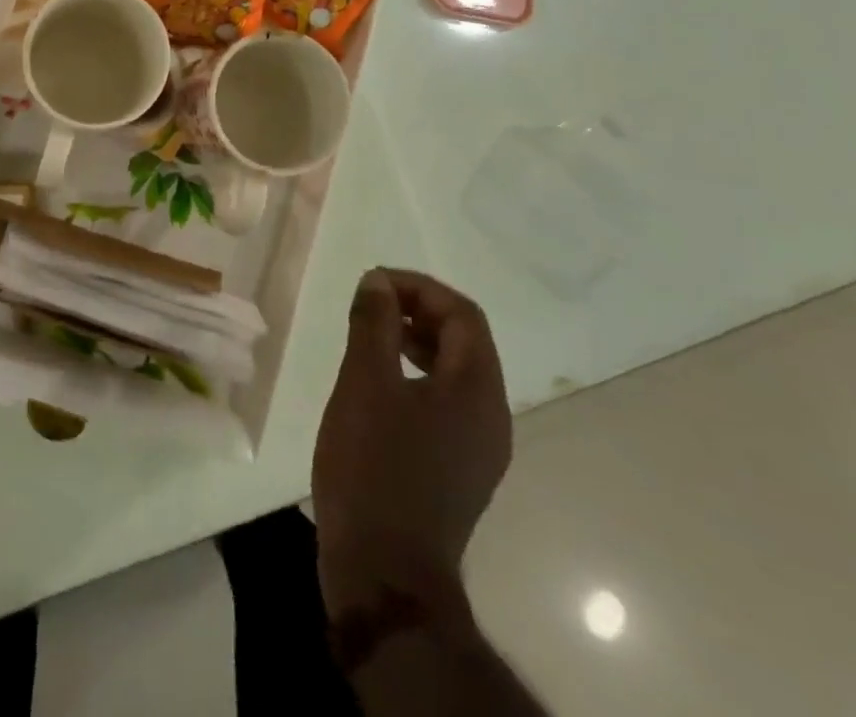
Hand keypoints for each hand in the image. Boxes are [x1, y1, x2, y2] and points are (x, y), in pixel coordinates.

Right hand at [312, 269, 511, 616]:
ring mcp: (478, 448)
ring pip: (455, 373)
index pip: (463, 315)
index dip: (419, 287)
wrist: (385, 573)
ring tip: (370, 336)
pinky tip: (378, 386)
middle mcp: (490, 416)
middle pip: (465, 341)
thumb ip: (374, 324)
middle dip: (418, 311)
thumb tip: (378, 282)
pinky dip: (416, 376)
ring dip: (416, 342)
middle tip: (370, 303)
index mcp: (477, 391)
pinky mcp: (458, 469)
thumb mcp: (365, 382)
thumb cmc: (374, 466)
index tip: (373, 283)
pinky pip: (446, 403)